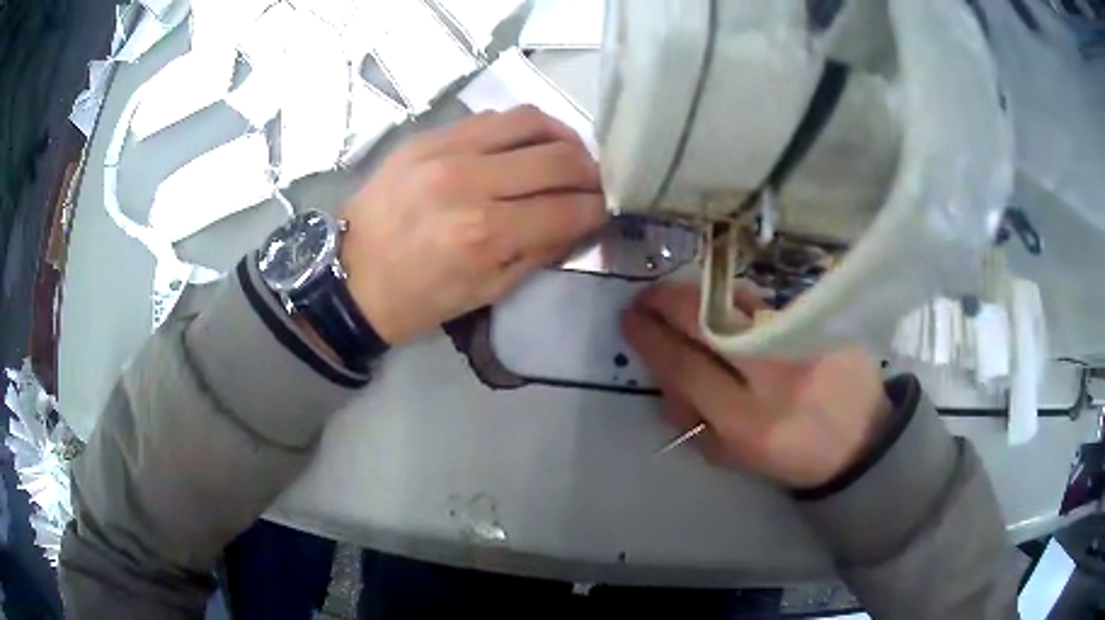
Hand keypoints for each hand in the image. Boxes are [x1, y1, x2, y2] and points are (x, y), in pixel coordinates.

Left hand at [339, 106, 605, 343]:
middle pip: (559, 159)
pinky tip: (527, 145)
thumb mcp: (486, 292)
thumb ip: (539, 252)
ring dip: (563, 138)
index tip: (605, 210)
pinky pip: (492, 117)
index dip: (598, 209)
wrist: (349, 275)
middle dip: (591, 172)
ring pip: (530, 121)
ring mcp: (446, 150)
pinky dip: (523, 128)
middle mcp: (470, 182)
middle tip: (595, 182)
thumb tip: (579, 222)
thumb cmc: (418, 298)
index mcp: (485, 234)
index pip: (569, 209)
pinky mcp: (427, 136)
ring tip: (568, 155)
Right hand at [622, 281, 890, 488]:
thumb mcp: (738, 457)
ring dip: (698, 295)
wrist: (862, 440)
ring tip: (683, 301)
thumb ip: (697, 422)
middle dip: (665, 302)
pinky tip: (728, 306)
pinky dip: (735, 299)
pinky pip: (765, 301)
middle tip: (646, 298)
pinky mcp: (822, 322)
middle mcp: (774, 375)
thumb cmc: (794, 456)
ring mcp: (801, 341)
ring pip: (735, 302)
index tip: (628, 318)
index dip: (650, 338)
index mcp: (748, 422)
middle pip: (706, 322)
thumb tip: (666, 377)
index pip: (685, 368)